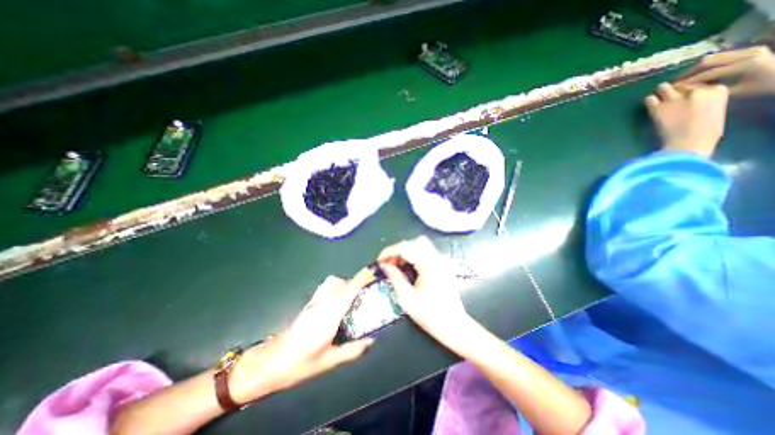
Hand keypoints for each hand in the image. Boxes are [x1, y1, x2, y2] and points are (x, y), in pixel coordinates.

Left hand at [230, 272, 374, 403]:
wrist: (271, 362)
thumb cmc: (300, 363)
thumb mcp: (329, 361)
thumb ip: (352, 350)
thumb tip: (371, 340)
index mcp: (330, 314)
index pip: (349, 289)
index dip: (362, 278)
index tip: (375, 271)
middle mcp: (323, 302)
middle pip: (342, 282)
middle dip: (356, 283)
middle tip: (366, 295)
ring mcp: (314, 300)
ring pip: (333, 282)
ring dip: (345, 284)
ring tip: (353, 299)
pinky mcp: (309, 302)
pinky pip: (326, 287)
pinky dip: (336, 288)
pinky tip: (338, 303)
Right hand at [379, 238, 468, 342]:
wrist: (454, 326)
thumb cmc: (430, 314)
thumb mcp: (407, 298)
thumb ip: (395, 277)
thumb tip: (384, 265)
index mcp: (428, 265)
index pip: (405, 247)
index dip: (389, 251)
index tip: (379, 260)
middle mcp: (436, 258)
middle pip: (413, 243)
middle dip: (397, 250)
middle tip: (387, 264)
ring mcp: (442, 260)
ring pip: (420, 245)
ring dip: (406, 251)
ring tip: (396, 265)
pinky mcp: (443, 264)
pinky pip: (426, 251)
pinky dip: (414, 254)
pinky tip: (408, 267)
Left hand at [647, 81, 729, 156]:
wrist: (688, 143)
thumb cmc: (705, 133)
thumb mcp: (714, 112)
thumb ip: (706, 102)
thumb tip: (693, 101)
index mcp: (718, 91)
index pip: (701, 83)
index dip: (692, 90)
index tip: (687, 97)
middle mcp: (696, 91)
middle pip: (683, 84)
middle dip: (677, 90)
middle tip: (671, 98)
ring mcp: (675, 99)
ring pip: (664, 87)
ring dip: (661, 92)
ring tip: (659, 99)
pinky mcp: (657, 108)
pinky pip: (649, 99)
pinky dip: (649, 101)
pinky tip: (650, 106)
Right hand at [676, 46, 774, 94]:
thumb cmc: (765, 87)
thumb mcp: (738, 92)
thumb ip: (715, 90)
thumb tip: (692, 92)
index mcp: (746, 65)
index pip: (708, 73)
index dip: (687, 82)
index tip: (672, 90)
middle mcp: (747, 53)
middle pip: (708, 61)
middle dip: (687, 73)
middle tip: (673, 83)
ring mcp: (749, 49)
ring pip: (711, 58)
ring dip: (694, 69)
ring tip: (682, 79)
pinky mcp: (747, 49)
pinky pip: (719, 57)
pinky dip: (704, 66)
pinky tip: (696, 74)